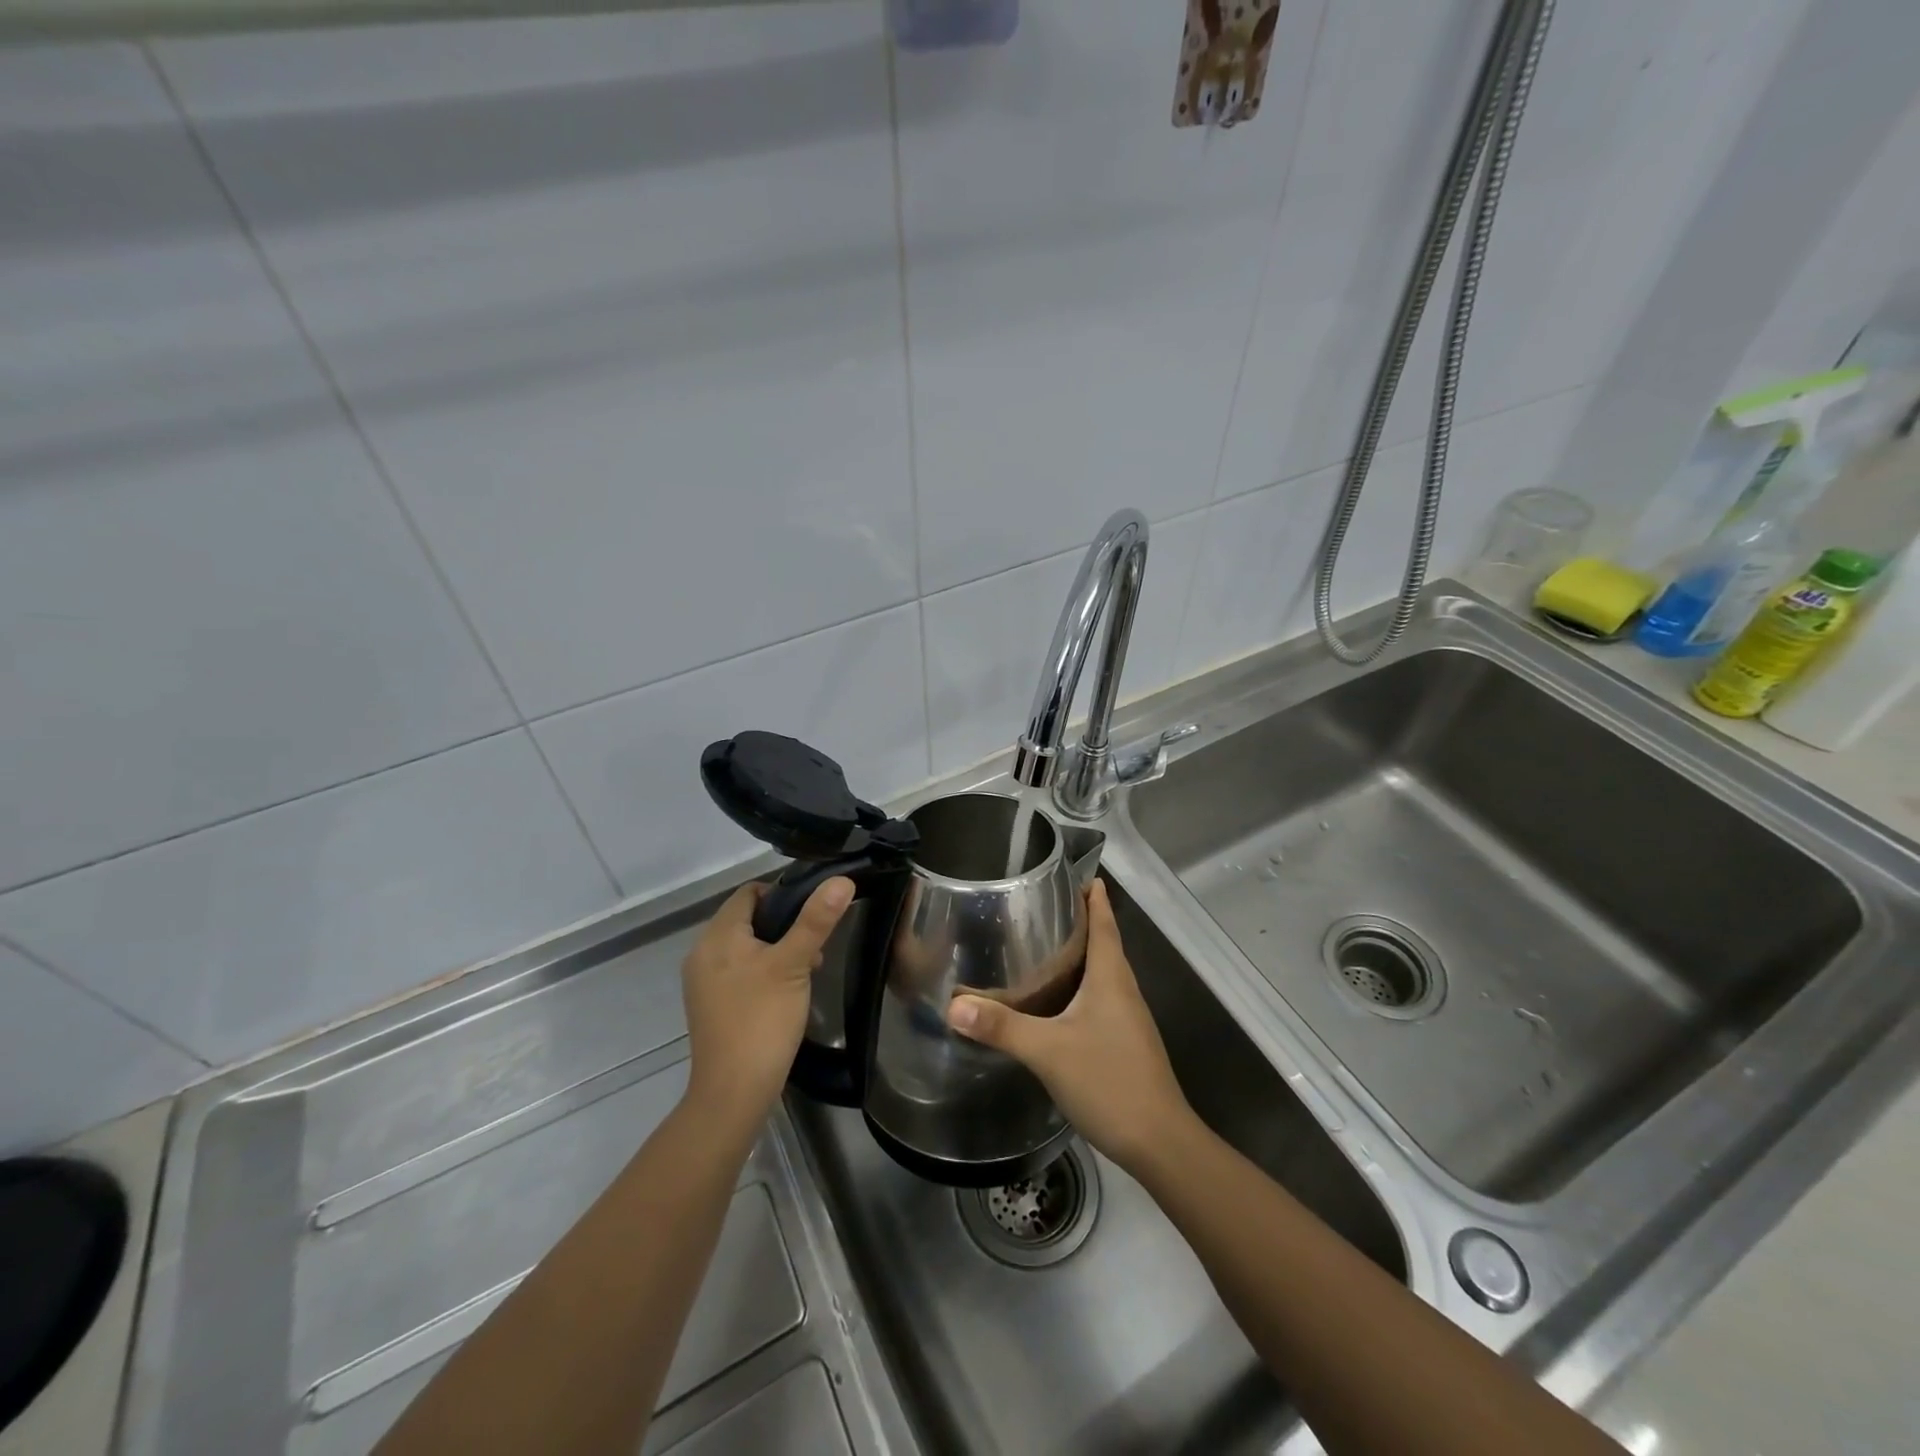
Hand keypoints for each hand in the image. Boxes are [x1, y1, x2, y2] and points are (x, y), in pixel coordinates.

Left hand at [682, 877, 852, 1127]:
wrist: (733, 1093)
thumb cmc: (762, 1020)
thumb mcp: (794, 964)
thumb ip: (816, 920)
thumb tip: (841, 879)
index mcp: (717, 936)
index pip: (749, 892)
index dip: (783, 893)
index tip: (814, 911)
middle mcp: (703, 952)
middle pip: (747, 919)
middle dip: (784, 925)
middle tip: (815, 946)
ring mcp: (703, 981)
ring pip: (745, 946)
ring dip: (776, 949)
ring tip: (806, 970)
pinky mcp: (710, 1005)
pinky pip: (738, 971)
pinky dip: (762, 971)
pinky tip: (785, 992)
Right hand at [947, 880, 1193, 1173]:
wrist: (1159, 1143)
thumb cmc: (1109, 1081)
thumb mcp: (1048, 1051)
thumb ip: (1002, 1027)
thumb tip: (954, 1004)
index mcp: (1112, 978)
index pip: (1104, 923)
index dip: (1094, 898)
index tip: (1078, 874)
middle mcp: (1124, 990)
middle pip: (1105, 943)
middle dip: (1080, 921)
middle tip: (1044, 905)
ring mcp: (1128, 1019)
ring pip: (1103, 973)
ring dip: (1081, 955)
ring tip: (1044, 946)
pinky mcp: (1125, 1043)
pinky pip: (1101, 1000)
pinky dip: (1081, 987)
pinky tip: (1057, 1001)